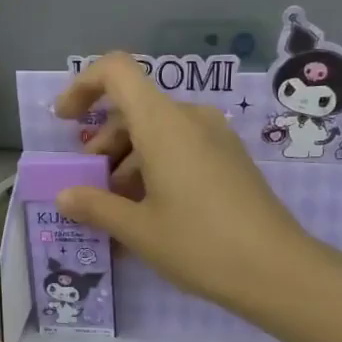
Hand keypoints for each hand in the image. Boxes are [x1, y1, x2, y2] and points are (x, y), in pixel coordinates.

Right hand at [54, 53, 312, 316]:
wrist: (277, 270)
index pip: (116, 71)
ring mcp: (215, 138)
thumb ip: (95, 206)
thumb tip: (64, 196)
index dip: (83, 86)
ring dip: (127, 163)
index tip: (66, 122)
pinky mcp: (230, 160)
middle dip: (104, 144)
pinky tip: (149, 216)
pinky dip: (154, 170)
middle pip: (134, 110)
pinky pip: (181, 150)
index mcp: (163, 123)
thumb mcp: (137, 229)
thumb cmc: (199, 244)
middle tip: (90, 189)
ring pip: (157, 133)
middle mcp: (190, 119)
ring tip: (117, 213)